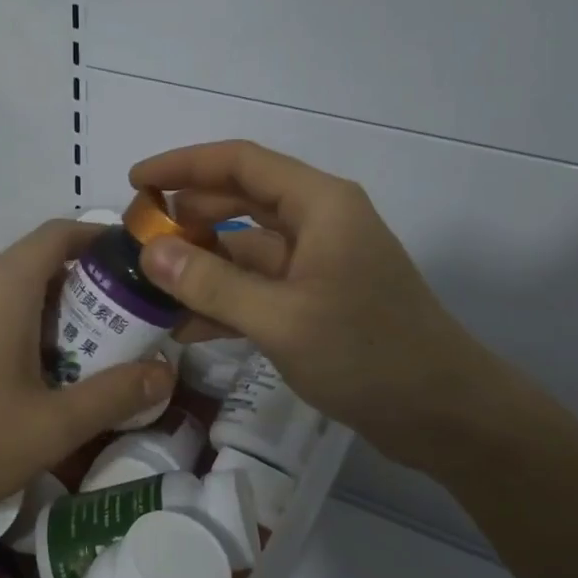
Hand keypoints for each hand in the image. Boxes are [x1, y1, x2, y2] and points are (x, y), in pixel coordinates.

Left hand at [0, 220, 173, 533]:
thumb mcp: (51, 428)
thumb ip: (114, 395)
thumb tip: (166, 373)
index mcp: (1, 286)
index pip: (59, 233)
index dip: (101, 240)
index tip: (135, 269)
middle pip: (35, 266)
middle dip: (81, 294)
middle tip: (114, 339)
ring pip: (4, 293)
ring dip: (44, 317)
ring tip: (69, 369)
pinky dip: (8, 330)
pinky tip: (12, 386)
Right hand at [133, 141, 517, 469]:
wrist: (442, 414)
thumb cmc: (367, 354)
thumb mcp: (281, 318)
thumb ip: (212, 283)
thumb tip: (150, 251)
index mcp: (320, 204)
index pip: (241, 163)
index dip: (184, 165)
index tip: (135, 181)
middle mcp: (319, 223)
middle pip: (241, 202)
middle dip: (188, 217)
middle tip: (136, 239)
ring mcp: (319, 265)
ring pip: (247, 250)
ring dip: (202, 265)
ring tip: (148, 285)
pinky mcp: (318, 303)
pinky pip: (260, 289)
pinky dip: (225, 301)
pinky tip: (184, 326)